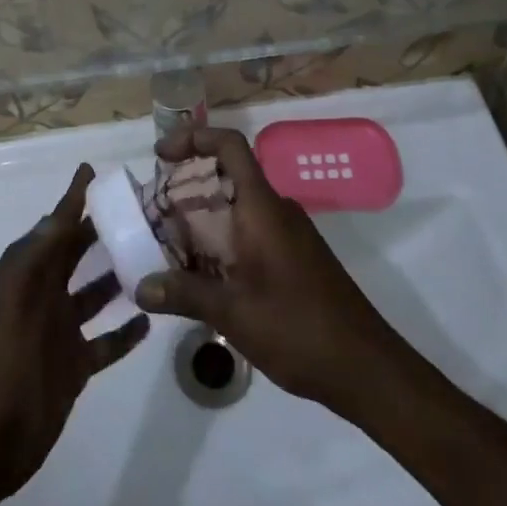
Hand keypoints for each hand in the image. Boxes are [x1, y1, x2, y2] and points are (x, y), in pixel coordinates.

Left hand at [0, 164, 148, 500]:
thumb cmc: (1, 367)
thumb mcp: (12, 304)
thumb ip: (34, 259)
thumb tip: (59, 214)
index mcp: (25, 278)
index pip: (53, 228)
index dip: (71, 199)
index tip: (92, 171)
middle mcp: (43, 297)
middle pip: (74, 254)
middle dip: (98, 230)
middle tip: (137, 209)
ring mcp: (60, 332)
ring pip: (94, 293)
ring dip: (116, 275)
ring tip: (151, 256)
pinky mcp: (75, 365)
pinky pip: (106, 341)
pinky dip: (125, 331)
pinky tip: (149, 318)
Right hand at [134, 128, 398, 412]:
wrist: (367, 367)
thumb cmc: (298, 328)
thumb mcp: (233, 313)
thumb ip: (184, 294)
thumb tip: (140, 287)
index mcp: (262, 207)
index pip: (230, 145)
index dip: (194, 138)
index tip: (161, 155)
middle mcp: (275, 210)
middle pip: (227, 175)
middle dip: (187, 186)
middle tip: (153, 212)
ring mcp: (288, 233)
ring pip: (236, 206)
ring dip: (202, 216)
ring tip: (168, 245)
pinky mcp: (294, 256)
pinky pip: (249, 230)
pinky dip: (221, 238)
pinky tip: (203, 274)